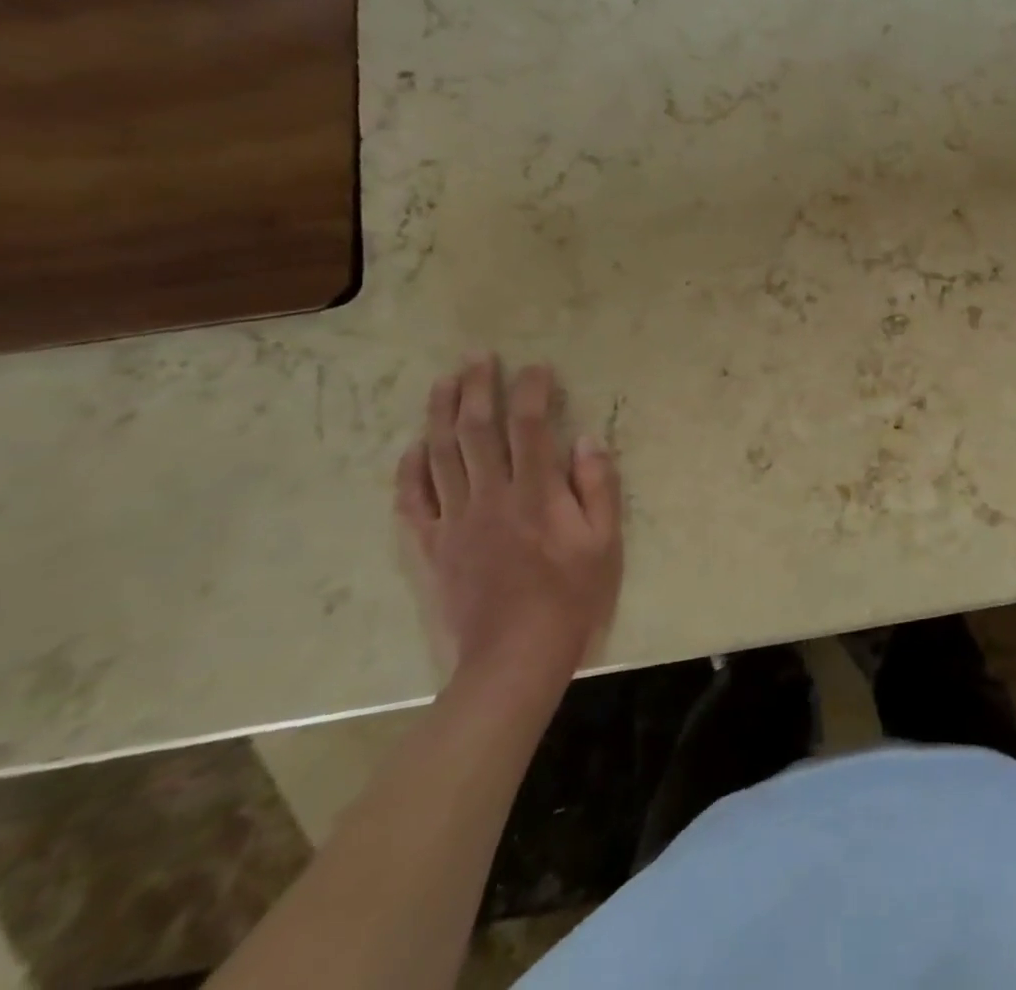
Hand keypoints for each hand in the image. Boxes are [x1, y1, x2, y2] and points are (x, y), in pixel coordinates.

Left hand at [395, 355, 623, 692]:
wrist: (513, 658)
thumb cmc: (570, 598)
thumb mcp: (605, 543)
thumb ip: (597, 487)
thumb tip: (586, 439)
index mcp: (535, 494)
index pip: (530, 427)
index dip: (531, 391)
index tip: (536, 367)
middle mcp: (490, 496)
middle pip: (477, 430)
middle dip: (478, 388)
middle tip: (477, 356)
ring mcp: (454, 521)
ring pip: (440, 455)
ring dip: (440, 414)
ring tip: (443, 381)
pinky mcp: (430, 547)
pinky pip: (412, 500)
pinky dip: (410, 469)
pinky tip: (413, 446)